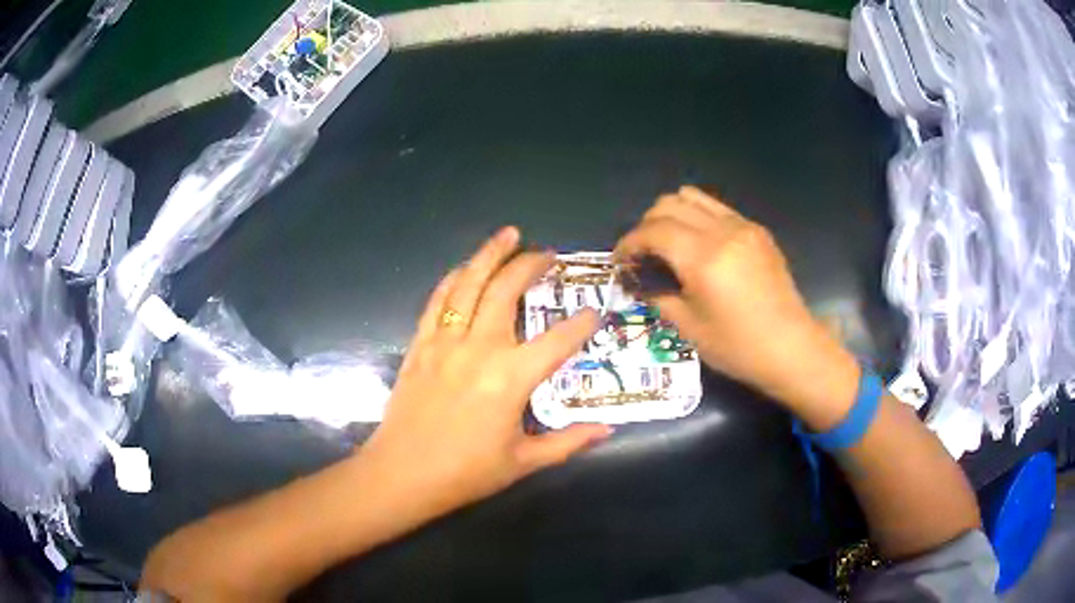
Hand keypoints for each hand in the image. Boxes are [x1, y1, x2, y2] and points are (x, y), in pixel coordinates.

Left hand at [362, 227, 612, 514]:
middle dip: (531, 265)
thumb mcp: (524, 462)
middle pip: (507, 291)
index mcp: (511, 378)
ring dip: (490, 255)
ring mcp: (445, 342)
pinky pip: (438, 301)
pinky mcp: (420, 345)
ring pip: (469, 284)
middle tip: (548, 254)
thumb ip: (569, 442)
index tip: (594, 312)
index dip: (581, 324)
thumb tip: (607, 430)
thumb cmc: (465, 473)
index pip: (558, 341)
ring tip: (508, 234)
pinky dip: (453, 279)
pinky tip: (465, 268)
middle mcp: (479, 349)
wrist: (402, 474)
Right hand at [615, 187, 858, 416]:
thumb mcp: (690, 329)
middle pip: (669, 204)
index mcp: (702, 258)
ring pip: (693, 197)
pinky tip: (699, 246)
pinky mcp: (757, 231)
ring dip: (672, 214)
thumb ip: (659, 297)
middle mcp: (722, 231)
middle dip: (647, 225)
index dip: (629, 242)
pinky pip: (717, 209)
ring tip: (668, 243)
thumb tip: (641, 285)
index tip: (620, 260)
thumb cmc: (739, 347)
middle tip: (643, 254)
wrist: (792, 348)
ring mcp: (743, 227)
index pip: (652, 230)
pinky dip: (697, 217)